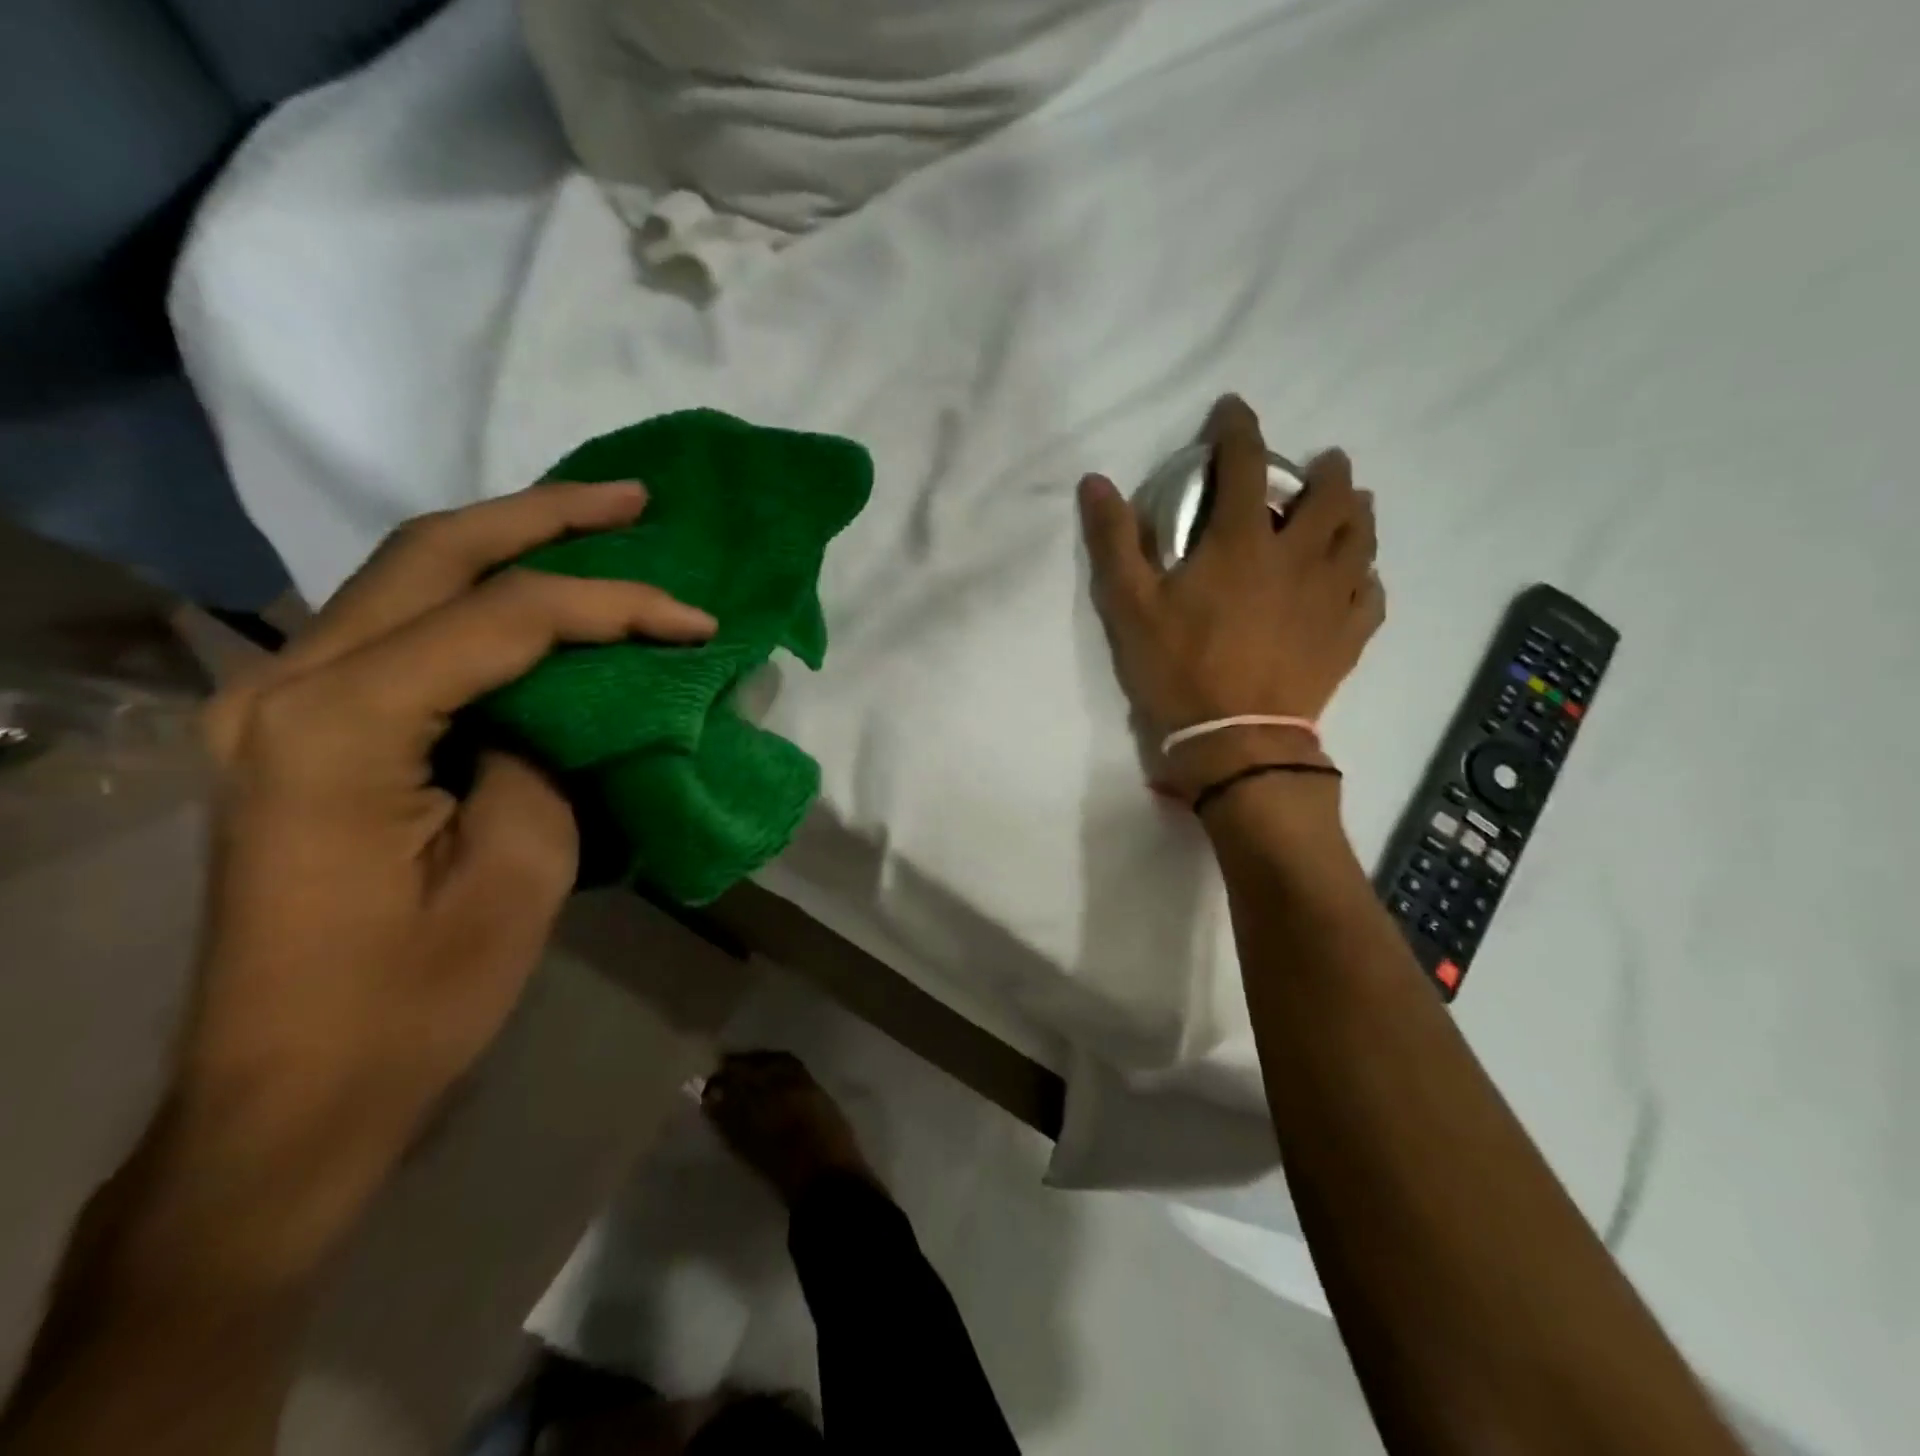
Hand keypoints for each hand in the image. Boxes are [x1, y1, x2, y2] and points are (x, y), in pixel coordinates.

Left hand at [177, 482, 716, 1281]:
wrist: (291, 1093)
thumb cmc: (416, 999)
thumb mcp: (521, 869)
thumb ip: (545, 753)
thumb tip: (568, 699)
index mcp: (341, 725)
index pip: (505, 617)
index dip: (616, 606)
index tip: (698, 621)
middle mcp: (287, 685)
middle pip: (430, 554)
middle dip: (544, 516)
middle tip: (634, 500)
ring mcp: (277, 703)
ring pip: (402, 578)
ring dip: (506, 544)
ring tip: (596, 526)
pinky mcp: (297, 730)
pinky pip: (395, 630)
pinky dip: (474, 600)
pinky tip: (531, 597)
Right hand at [1079, 395, 1384, 796]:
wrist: (1235, 741)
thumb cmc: (1178, 669)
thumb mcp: (1130, 606)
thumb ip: (1114, 541)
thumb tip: (1095, 481)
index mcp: (1243, 541)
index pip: (1247, 463)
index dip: (1238, 428)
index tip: (1233, 409)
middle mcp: (1299, 556)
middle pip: (1330, 493)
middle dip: (1325, 468)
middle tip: (1318, 464)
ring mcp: (1332, 595)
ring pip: (1363, 535)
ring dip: (1357, 511)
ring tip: (1350, 505)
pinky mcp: (1348, 635)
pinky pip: (1372, 592)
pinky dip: (1366, 575)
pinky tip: (1358, 578)